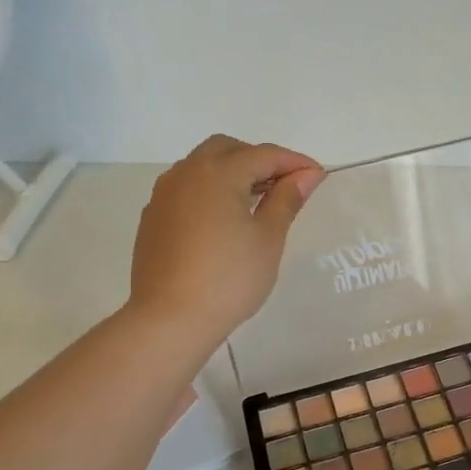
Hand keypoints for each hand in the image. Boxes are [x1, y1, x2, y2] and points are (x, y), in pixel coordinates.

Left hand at [130, 135, 323, 345]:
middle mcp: (186, 173)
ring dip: (232, 173)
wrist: (170, 319)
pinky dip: (210, 192)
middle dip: (258, 160)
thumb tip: (307, 174)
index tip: (318, 176)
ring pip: (202, 167)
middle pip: (227, 150)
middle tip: (284, 186)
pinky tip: (223, 222)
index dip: (294, 162)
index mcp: (218, 173)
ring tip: (256, 203)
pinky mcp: (153, 218)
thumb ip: (287, 200)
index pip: (263, 155)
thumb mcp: (267, 238)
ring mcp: (163, 195)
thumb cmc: (229, 278)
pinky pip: (186, 190)